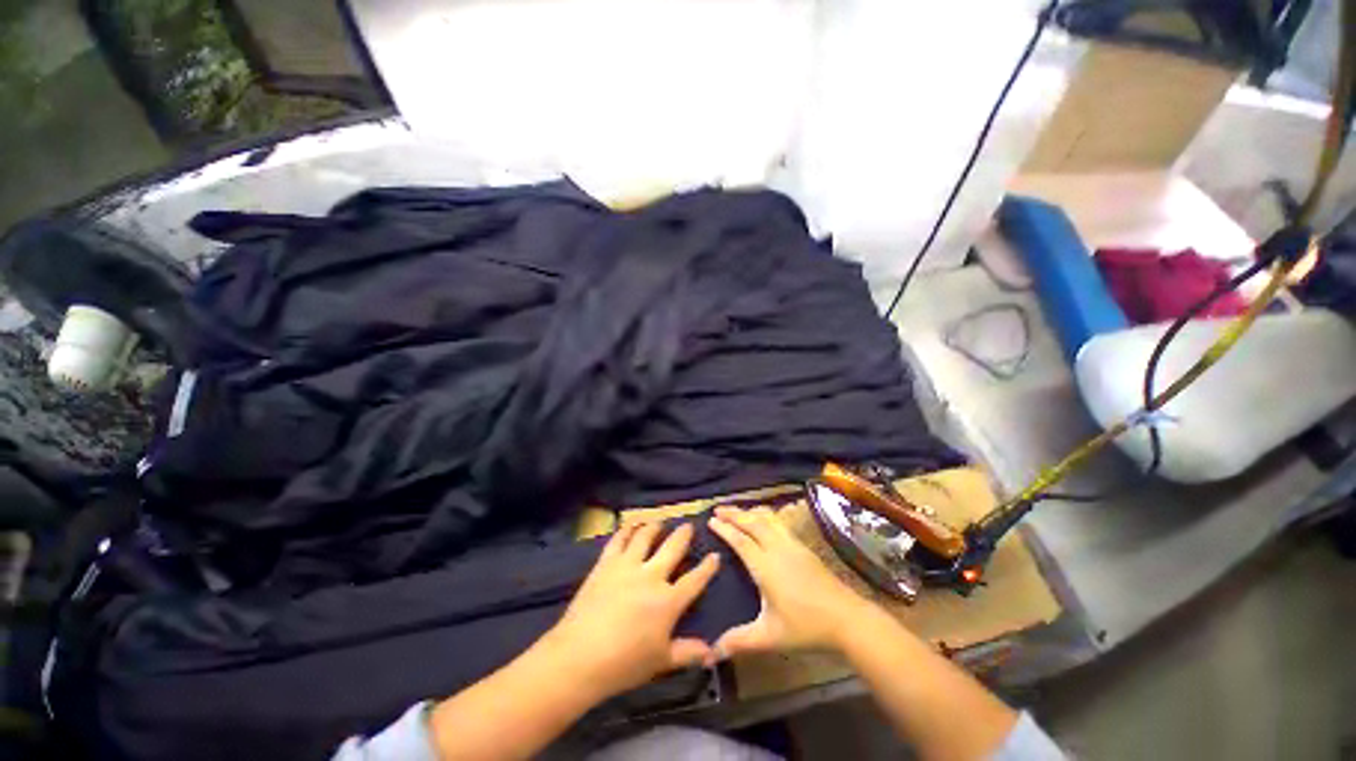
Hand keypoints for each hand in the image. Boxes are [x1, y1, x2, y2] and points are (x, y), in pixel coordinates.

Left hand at [539, 522, 720, 698]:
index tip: (715, 555)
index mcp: (669, 601)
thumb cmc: (624, 664)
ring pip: (645, 537)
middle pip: (672, 548)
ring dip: (655, 527)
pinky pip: (619, 539)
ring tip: (659, 522)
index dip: (707, 567)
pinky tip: (630, 525)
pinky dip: (626, 529)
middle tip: (688, 525)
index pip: (694, 580)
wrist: (580, 655)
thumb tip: (711, 652)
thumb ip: (687, 652)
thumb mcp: (661, 662)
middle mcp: (652, 576)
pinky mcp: (606, 563)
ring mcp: (628, 566)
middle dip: (683, 535)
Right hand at [709, 506, 871, 656]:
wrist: (847, 618)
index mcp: (766, 566)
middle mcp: (777, 548)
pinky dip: (766, 515)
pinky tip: (765, 519)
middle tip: (717, 509)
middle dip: (734, 513)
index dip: (724, 529)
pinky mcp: (803, 546)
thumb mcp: (770, 636)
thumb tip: (711, 653)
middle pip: (752, 522)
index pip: (740, 540)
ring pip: (768, 518)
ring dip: (750, 511)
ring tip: (737, 510)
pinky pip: (779, 522)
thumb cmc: (806, 627)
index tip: (710, 521)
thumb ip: (740, 641)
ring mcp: (792, 545)